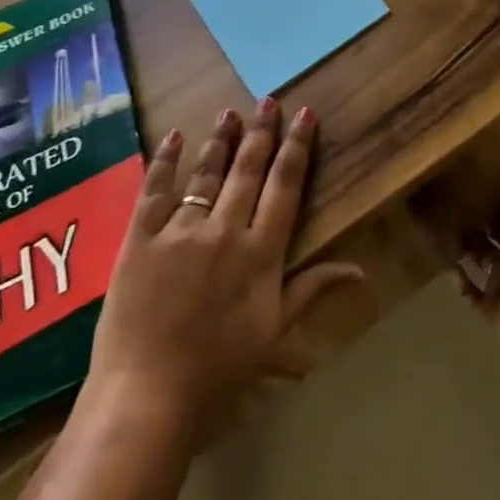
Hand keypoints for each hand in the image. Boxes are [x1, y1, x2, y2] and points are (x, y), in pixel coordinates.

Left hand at [85, 99, 362, 441]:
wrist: (146, 399)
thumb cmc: (219, 373)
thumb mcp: (274, 333)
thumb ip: (311, 290)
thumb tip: (359, 269)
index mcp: (261, 252)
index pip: (285, 186)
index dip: (297, 148)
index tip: (305, 115)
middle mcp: (225, 230)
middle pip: (248, 170)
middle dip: (262, 132)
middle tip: (269, 100)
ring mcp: (180, 230)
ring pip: (207, 173)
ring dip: (221, 139)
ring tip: (231, 112)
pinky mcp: (140, 239)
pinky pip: (155, 190)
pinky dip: (166, 161)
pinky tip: (175, 136)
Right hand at [458, 161, 499, 358]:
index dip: (499, 201)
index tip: (476, 184)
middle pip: (494, 238)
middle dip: (476, 226)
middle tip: (448, 207)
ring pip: (482, 264)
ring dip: (466, 253)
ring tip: (441, 235)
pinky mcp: (493, 305)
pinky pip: (474, 295)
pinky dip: (463, 285)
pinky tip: (448, 271)